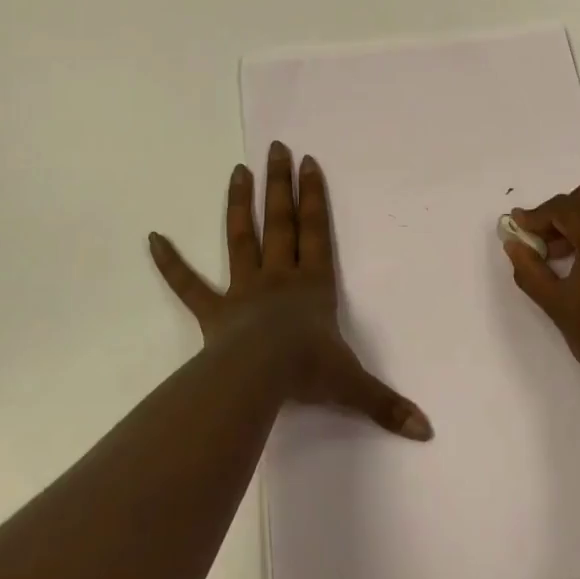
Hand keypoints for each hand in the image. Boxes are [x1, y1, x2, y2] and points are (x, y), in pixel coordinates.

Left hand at [149, 141, 432, 440]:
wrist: (258, 380)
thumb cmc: (307, 372)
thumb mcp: (353, 386)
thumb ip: (388, 404)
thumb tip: (427, 431)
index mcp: (313, 283)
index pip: (316, 230)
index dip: (314, 196)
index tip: (308, 162)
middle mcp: (280, 276)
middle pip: (280, 221)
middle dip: (280, 183)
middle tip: (276, 147)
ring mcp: (244, 290)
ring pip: (241, 238)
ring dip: (239, 204)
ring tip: (238, 170)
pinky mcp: (214, 311)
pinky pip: (188, 284)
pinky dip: (170, 262)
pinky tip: (152, 237)